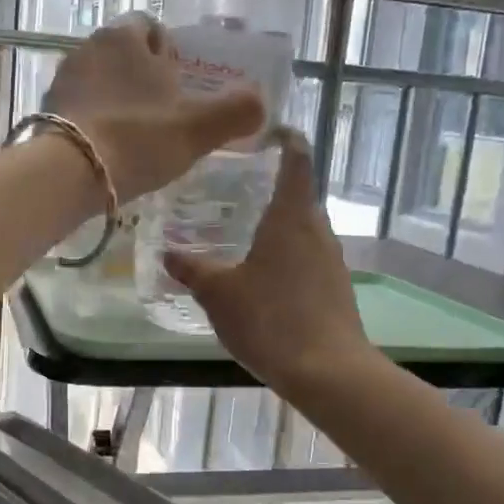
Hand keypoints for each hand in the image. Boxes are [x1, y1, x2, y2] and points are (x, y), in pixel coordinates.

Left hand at [42, 15, 264, 202]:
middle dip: (142, 78)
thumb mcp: (197, 129)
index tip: (179, 86)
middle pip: (124, 55)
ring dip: (117, 100)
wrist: (69, 172)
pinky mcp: (46, 108)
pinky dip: (94, 120)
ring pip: (100, 81)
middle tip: (162, 115)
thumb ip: (235, 112)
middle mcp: (90, 46)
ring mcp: (63, 78)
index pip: (150, 28)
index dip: (168, 54)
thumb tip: (262, 102)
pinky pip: (79, 106)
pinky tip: (106, 149)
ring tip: (135, 136)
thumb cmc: (138, 139)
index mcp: (126, 37)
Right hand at [163, 131, 374, 391]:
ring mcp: (331, 259)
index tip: (265, 132)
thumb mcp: (219, 293)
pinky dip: (286, 255)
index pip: (297, 157)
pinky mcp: (336, 287)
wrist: (327, 371)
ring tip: (242, 230)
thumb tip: (168, 253)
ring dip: (277, 225)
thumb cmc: (270, 319)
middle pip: (298, 194)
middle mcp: (317, 228)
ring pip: (302, 228)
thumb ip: (192, 269)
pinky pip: (308, 256)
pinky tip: (262, 276)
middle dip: (270, 186)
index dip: (285, 138)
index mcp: (291, 215)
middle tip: (232, 187)